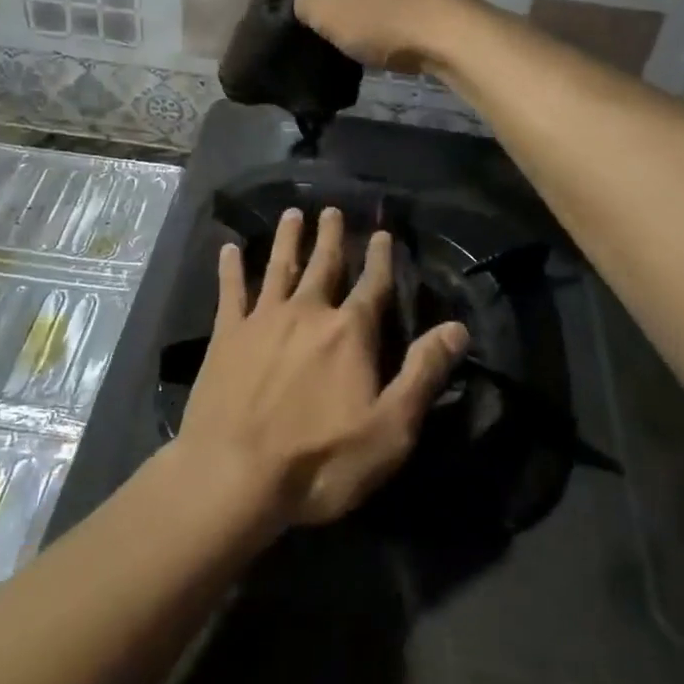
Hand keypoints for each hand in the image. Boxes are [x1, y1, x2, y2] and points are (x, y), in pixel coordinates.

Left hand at [176, 206, 467, 527]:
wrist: (234, 474)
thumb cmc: (320, 460)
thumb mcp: (390, 429)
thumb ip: (423, 373)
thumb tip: (457, 328)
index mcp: (349, 333)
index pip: (372, 286)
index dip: (380, 259)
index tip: (382, 233)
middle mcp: (307, 313)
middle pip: (322, 265)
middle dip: (330, 237)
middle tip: (331, 209)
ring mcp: (262, 320)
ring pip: (278, 268)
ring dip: (287, 240)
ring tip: (291, 214)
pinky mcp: (226, 336)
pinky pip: (230, 292)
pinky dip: (230, 269)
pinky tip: (228, 249)